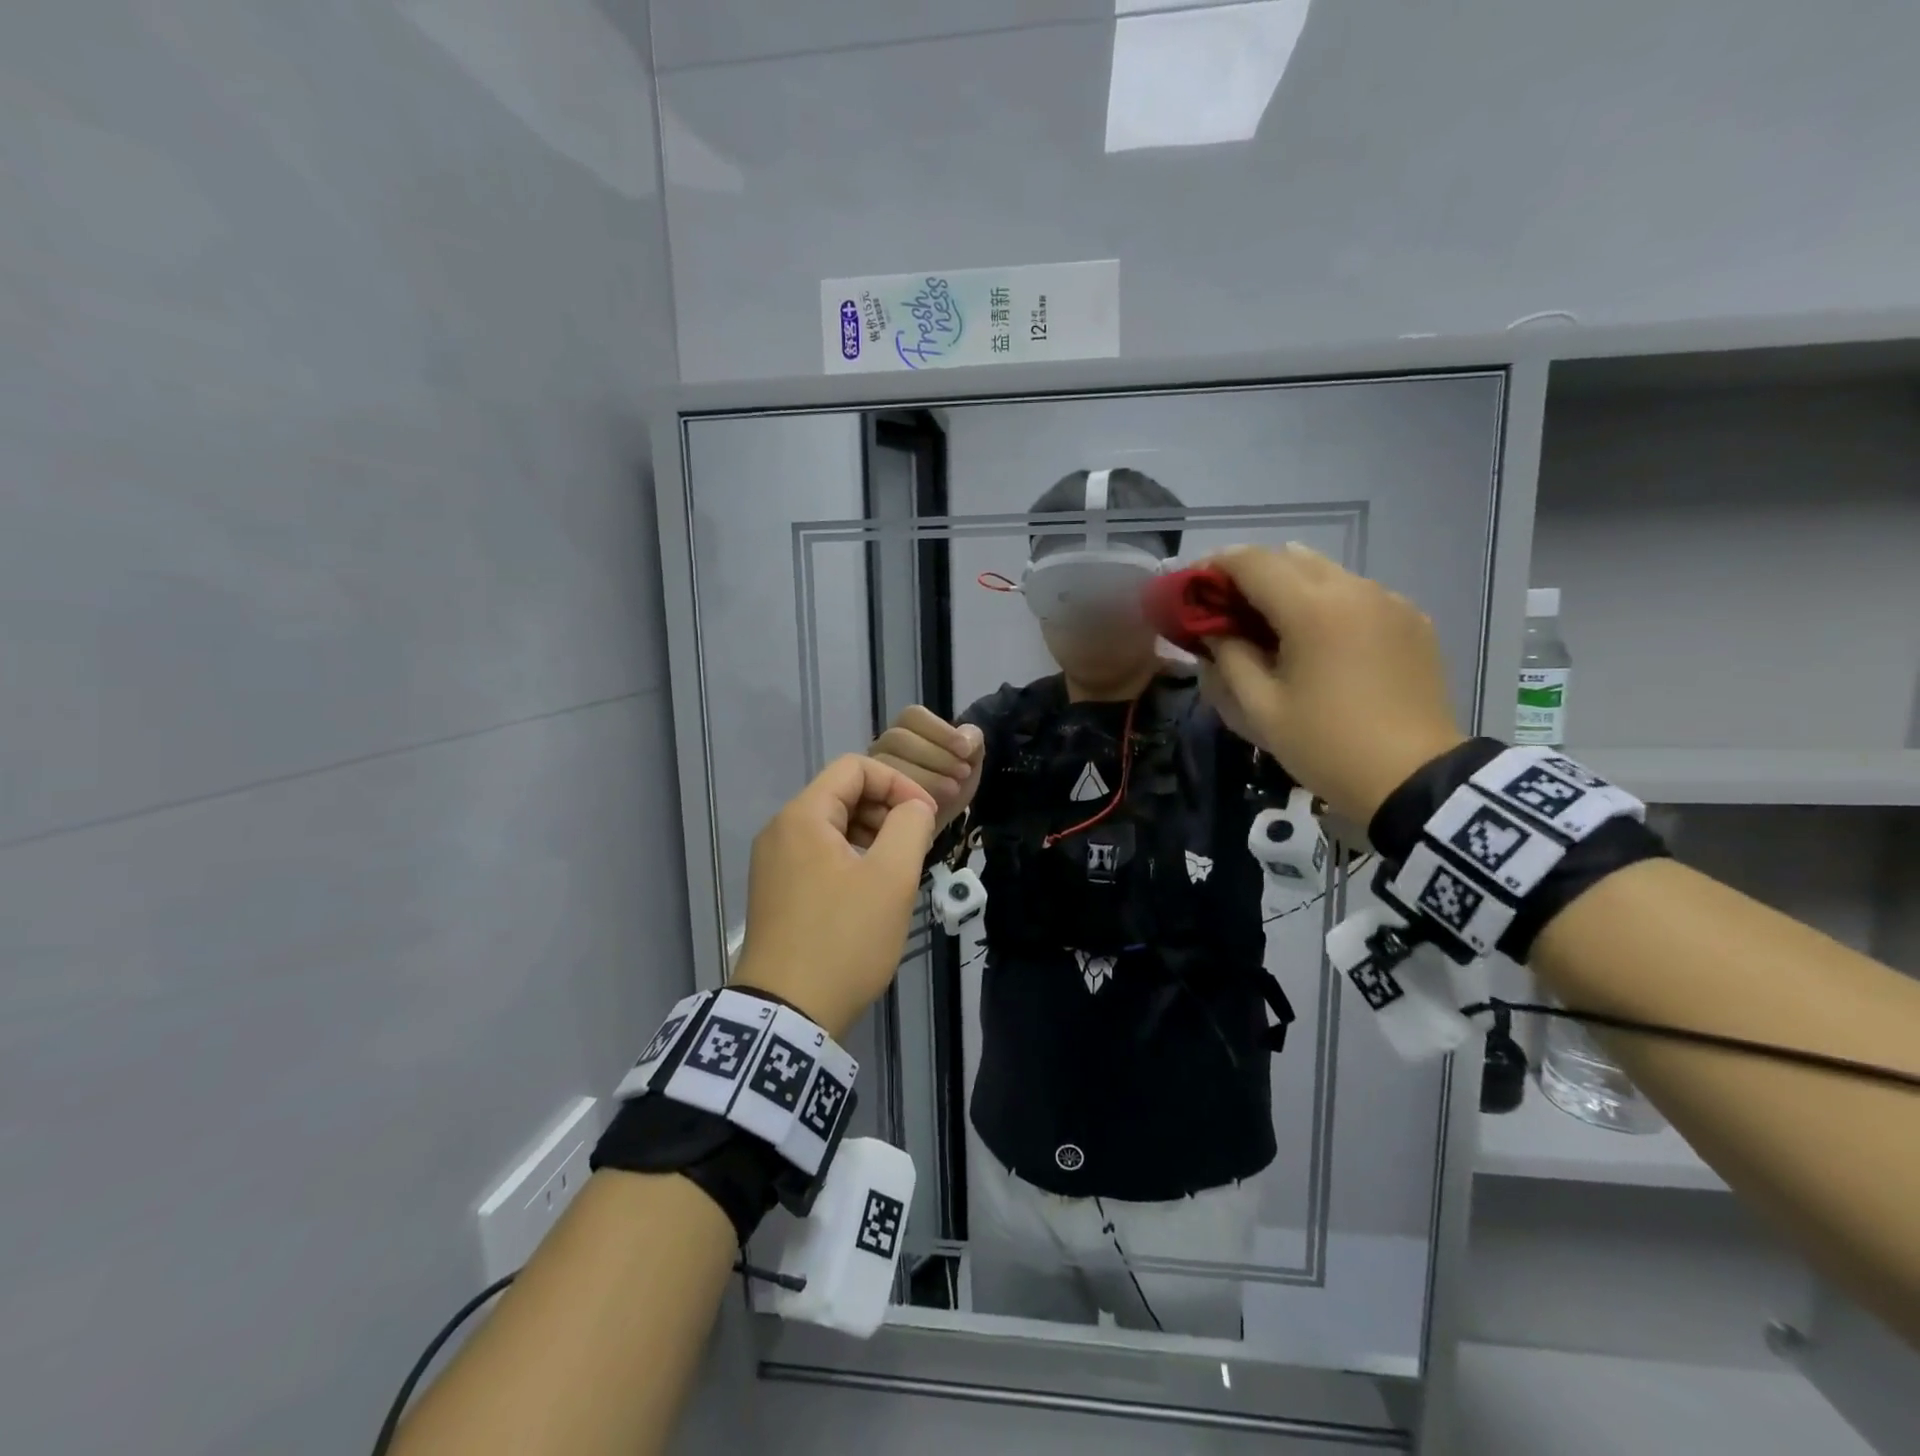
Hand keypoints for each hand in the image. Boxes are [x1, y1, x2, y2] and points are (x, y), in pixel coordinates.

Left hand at [731, 755, 937, 1038]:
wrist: (787, 1015)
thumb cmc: (844, 940)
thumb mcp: (891, 879)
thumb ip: (910, 827)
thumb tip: (914, 807)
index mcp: (802, 817)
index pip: (855, 768)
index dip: (897, 783)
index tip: (926, 816)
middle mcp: (780, 831)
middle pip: (841, 794)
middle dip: (886, 809)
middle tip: (918, 843)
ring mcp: (773, 863)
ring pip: (832, 827)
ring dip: (872, 835)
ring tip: (901, 867)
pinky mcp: (776, 892)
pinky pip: (819, 854)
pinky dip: (852, 858)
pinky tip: (874, 889)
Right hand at [864, 705, 986, 837]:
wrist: (937, 826)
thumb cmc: (949, 787)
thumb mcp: (969, 764)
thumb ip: (972, 743)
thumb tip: (966, 738)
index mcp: (906, 729)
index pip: (912, 716)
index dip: (940, 730)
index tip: (965, 750)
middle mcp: (882, 746)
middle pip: (898, 738)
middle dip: (935, 755)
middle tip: (962, 774)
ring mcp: (871, 771)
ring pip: (888, 763)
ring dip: (926, 776)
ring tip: (952, 791)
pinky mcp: (866, 798)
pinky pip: (881, 792)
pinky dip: (910, 798)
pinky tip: (932, 806)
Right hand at [1197, 544, 1466, 824]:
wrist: (1415, 779)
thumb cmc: (1325, 745)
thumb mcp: (1261, 708)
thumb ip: (1229, 658)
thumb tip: (1214, 630)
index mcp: (1311, 608)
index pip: (1251, 561)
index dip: (1213, 567)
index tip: (1191, 588)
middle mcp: (1353, 589)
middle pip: (1289, 558)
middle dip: (1250, 574)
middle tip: (1224, 607)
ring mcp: (1390, 601)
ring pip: (1326, 572)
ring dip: (1289, 586)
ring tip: (1269, 622)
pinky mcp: (1412, 620)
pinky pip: (1358, 594)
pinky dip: (1327, 602)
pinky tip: (1319, 639)